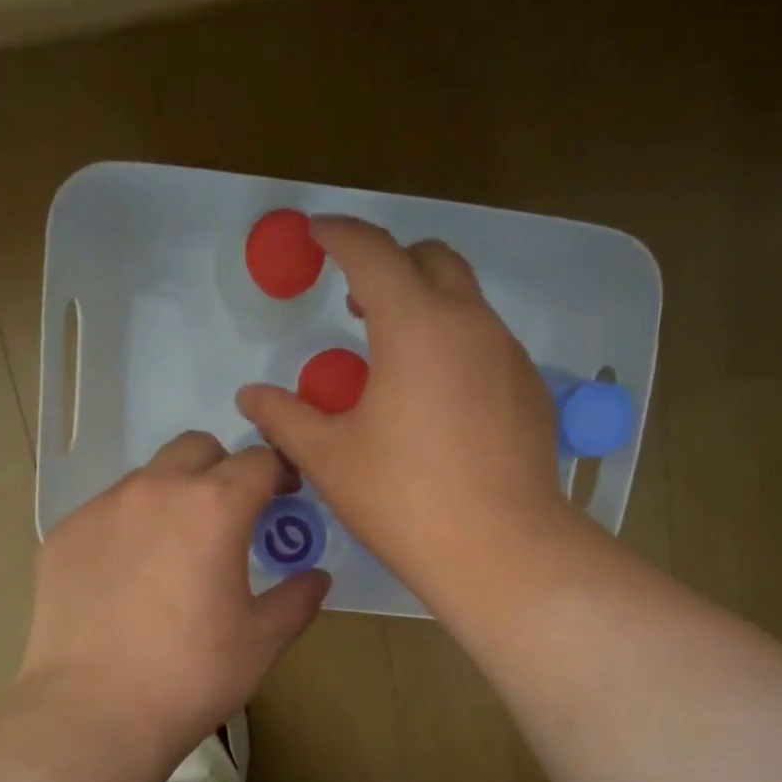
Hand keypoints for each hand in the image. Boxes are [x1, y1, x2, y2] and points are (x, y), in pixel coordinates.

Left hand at [16, 431, 330, 761]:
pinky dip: (128, 527)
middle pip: (197, 448)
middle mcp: (156, 490)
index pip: (258, 459)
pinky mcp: (63, 535)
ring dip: (173, 495)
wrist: (94, 713)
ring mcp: (102, 509)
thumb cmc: (192, 675)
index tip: (285, 496)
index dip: (279, 471)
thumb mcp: (262, 641)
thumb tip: (316, 578)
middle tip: (230, 514)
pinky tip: (126, 577)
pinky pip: (106, 512)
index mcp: (215, 506)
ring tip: (175, 549)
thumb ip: (297, 599)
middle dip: (222, 468)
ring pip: (147, 477)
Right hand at [236, 216, 573, 598]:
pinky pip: (488, 344)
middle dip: (390, 263)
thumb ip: (284, 417)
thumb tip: (250, 396)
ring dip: (426, 306)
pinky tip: (439, 402)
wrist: (499, 549)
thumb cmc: (403, 500)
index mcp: (415, 325)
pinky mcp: (531, 389)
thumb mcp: (328, 458)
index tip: (317, 233)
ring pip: (466, 301)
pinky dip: (456, 346)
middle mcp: (470, 323)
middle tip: (356, 300)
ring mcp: (509, 354)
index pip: (372, 251)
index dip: (338, 234)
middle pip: (432, 259)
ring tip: (394, 359)